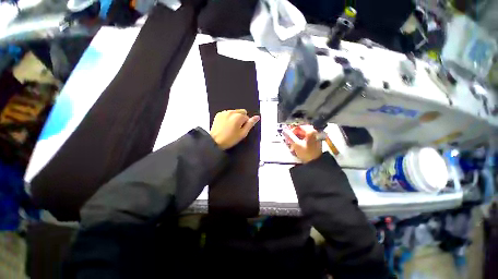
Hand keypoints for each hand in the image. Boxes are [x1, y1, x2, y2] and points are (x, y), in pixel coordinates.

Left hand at [210, 109, 259, 149]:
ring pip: (234, 112)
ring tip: (230, 127)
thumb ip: (250, 124)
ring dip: (234, 118)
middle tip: (236, 128)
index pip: (247, 117)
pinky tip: (225, 125)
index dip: (245, 124)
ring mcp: (224, 112)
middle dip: (241, 118)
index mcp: (238, 116)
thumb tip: (257, 117)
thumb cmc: (229, 139)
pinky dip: (228, 118)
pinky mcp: (219, 114)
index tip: (241, 130)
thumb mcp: (243, 133)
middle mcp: (231, 112)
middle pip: (241, 112)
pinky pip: (227, 113)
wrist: (215, 141)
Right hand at [282, 125, 321, 162]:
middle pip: (300, 131)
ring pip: (301, 135)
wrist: (315, 162)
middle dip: (293, 136)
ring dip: (295, 139)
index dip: (291, 129)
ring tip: (291, 145)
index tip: (287, 133)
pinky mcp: (313, 142)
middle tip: (288, 140)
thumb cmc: (308, 154)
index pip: (299, 126)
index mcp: (311, 131)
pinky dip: (299, 142)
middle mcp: (314, 133)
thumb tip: (285, 131)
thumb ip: (290, 136)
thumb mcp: (296, 144)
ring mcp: (314, 138)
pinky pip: (304, 139)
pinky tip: (295, 147)